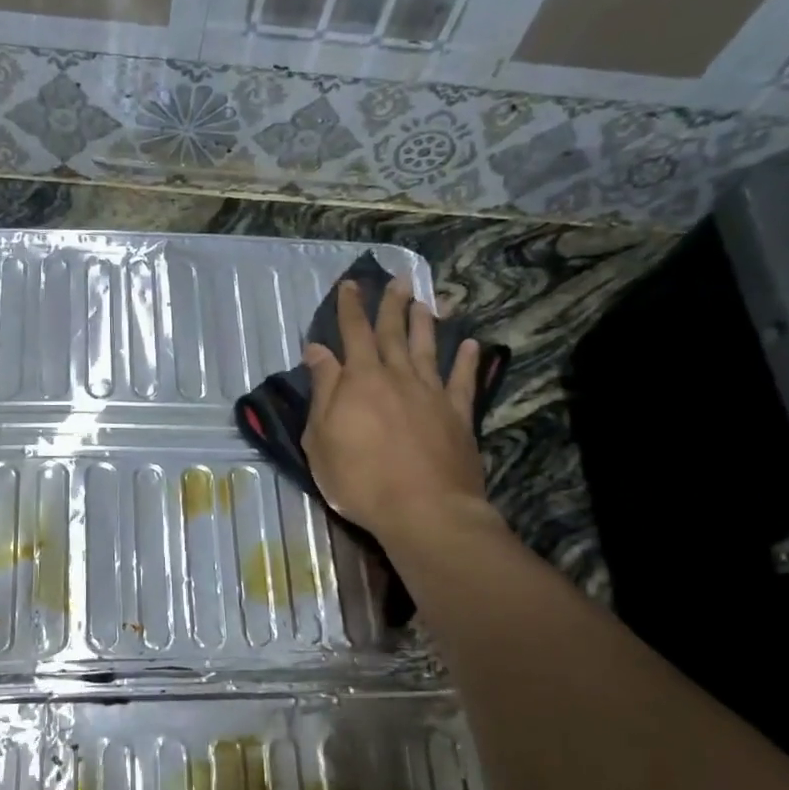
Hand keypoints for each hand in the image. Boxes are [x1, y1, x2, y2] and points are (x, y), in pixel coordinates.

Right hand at [303, 279, 494, 541]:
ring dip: (425, 323)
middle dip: (391, 305)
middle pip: (393, 333)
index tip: (350, 284)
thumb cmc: (359, 478)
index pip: (353, 334)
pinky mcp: (458, 416)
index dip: (350, 308)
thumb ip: (323, 390)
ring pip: (428, 348)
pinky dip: (467, 361)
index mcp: (361, 380)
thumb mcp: (322, 438)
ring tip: (425, 302)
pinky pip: (463, 381)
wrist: (423, 509)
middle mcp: (398, 377)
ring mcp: (432, 394)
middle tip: (397, 280)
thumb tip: (317, 350)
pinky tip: (471, 345)